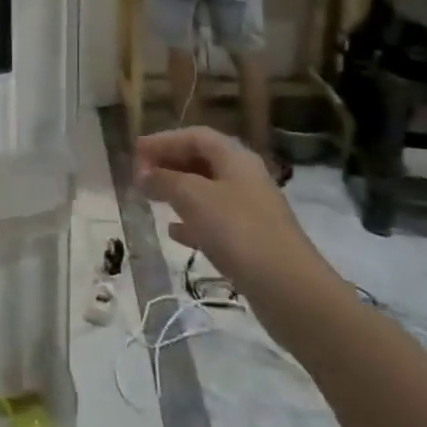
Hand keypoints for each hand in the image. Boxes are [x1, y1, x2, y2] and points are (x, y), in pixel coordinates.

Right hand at [135, 128, 339, 330]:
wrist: (290, 290)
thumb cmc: (238, 231)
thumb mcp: (194, 198)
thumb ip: (164, 180)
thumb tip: (143, 173)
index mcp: (235, 157)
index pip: (195, 136)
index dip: (164, 140)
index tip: (135, 151)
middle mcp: (244, 177)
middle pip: (202, 160)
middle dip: (169, 164)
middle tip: (140, 176)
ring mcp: (250, 210)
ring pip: (207, 191)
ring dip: (178, 191)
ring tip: (151, 199)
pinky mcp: (251, 241)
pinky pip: (214, 221)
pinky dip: (192, 221)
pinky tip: (174, 232)